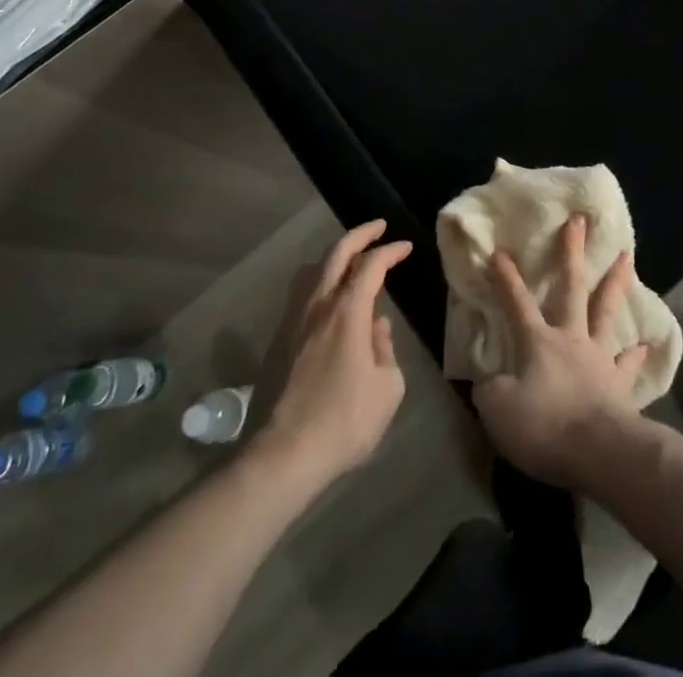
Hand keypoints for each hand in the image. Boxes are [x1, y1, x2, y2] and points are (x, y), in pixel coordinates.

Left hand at [253, 220, 411, 487]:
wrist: (281, 456)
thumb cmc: (343, 421)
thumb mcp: (387, 388)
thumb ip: (385, 350)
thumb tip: (376, 328)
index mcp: (347, 311)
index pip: (372, 265)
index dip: (390, 251)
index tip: (406, 246)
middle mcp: (317, 305)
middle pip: (336, 253)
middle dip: (359, 235)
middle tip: (378, 227)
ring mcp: (292, 321)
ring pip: (312, 271)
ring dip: (334, 257)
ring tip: (350, 260)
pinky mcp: (277, 341)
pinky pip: (301, 294)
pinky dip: (319, 282)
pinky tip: (328, 300)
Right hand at [471, 214, 650, 489]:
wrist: (600, 452)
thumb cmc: (545, 427)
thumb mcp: (498, 412)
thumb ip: (490, 391)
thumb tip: (488, 381)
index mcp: (538, 343)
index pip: (517, 303)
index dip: (506, 278)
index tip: (500, 250)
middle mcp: (571, 339)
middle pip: (571, 288)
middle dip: (572, 252)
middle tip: (579, 220)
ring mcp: (599, 358)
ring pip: (607, 311)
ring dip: (616, 282)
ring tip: (627, 256)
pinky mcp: (620, 385)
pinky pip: (628, 364)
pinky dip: (636, 354)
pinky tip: (645, 345)